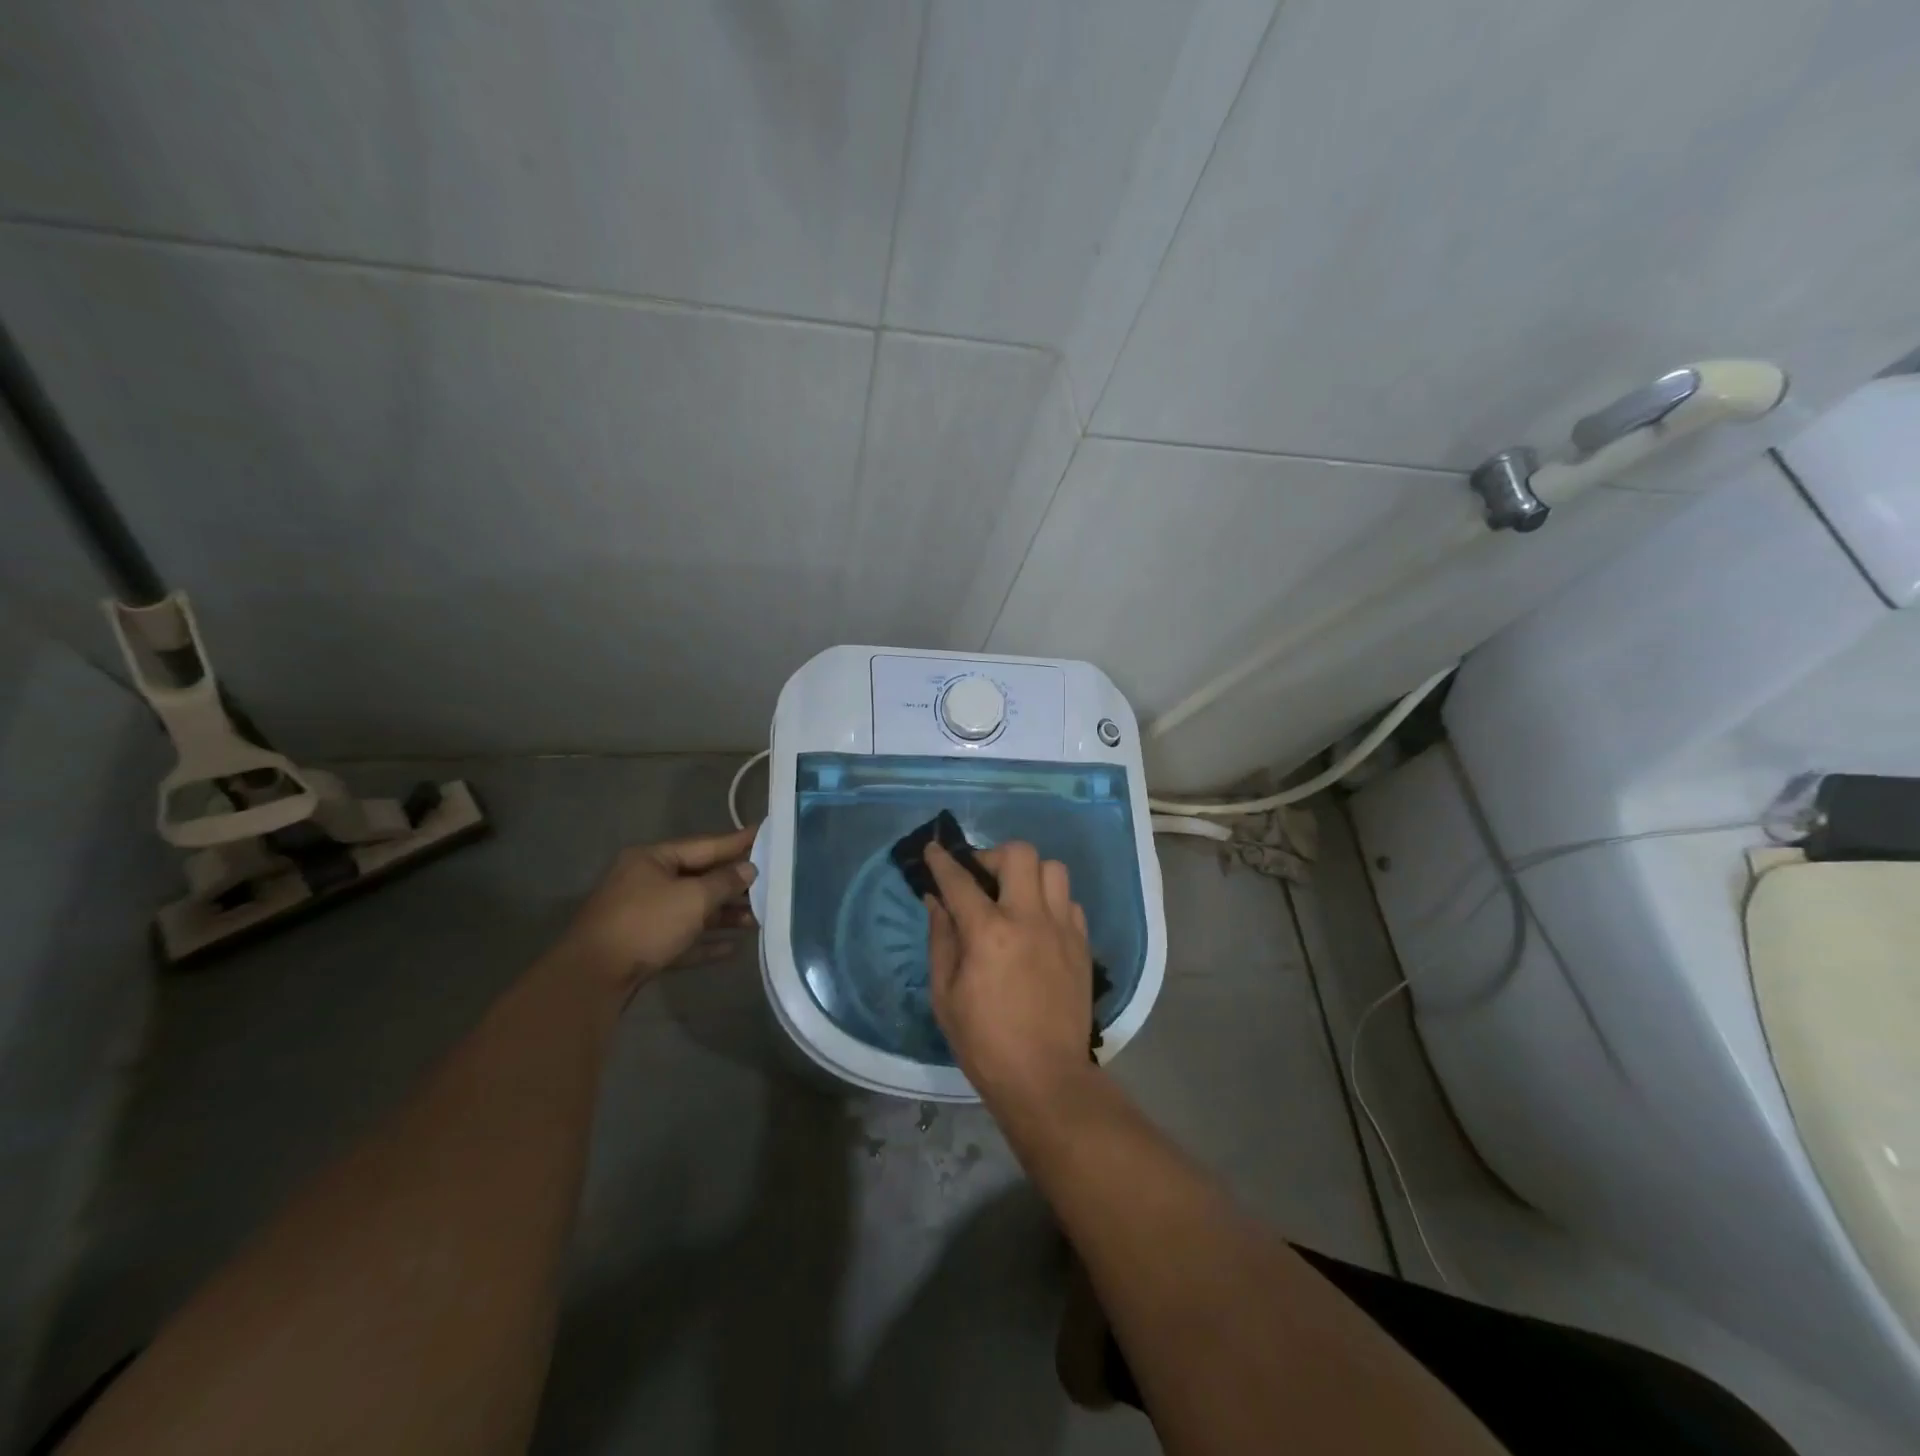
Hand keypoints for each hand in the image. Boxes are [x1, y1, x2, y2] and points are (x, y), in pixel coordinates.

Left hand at [555, 826, 757, 989]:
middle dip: (734, 886)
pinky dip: (705, 942)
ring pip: (692, 911)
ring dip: (724, 916)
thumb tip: (748, 869)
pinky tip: (732, 949)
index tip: (765, 834)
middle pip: (699, 879)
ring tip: (758, 921)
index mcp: (653, 859)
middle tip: (771, 885)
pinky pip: (681, 939)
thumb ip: (725, 882)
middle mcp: (646, 882)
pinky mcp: (642, 947)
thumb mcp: (693, 898)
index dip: (737, 842)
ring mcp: (642, 916)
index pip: (704, 845)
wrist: (592, 978)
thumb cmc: (646, 923)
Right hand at [923, 840, 1092, 1103]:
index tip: (934, 849)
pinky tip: (1038, 924)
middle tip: (981, 878)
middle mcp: (1029, 919)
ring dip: (1029, 874)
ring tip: (1015, 897)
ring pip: (1054, 870)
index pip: (960, 880)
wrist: (1044, 1078)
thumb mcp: (945, 994)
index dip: (942, 861)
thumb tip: (936, 900)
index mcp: (989, 932)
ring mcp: (1062, 929)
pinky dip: (1052, 902)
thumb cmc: (984, 1041)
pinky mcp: (1082, 945)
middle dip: (994, 855)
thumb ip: (941, 939)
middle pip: (1020, 854)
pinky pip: (1070, 902)